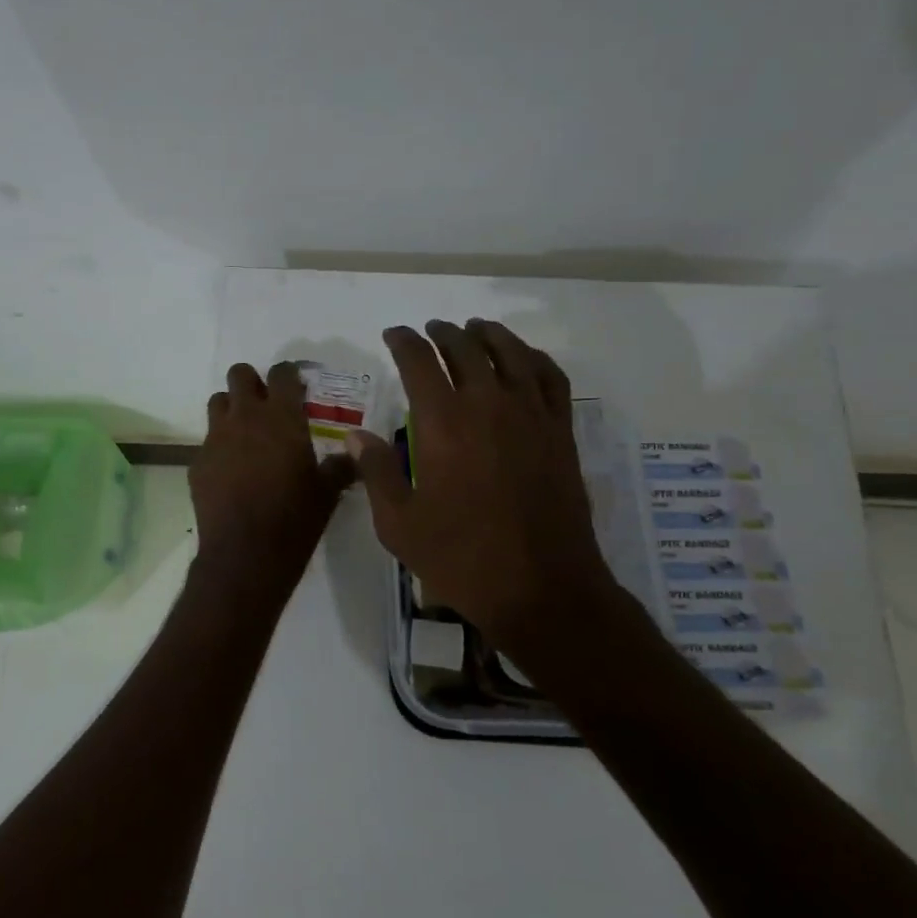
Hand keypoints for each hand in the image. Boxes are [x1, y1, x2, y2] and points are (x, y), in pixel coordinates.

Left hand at [192, 362, 357, 593]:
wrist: (245, 555)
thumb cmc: (294, 519)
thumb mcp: (327, 493)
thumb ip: (340, 466)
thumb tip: (354, 455)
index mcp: (282, 418)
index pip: (282, 373)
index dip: (288, 374)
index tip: (296, 386)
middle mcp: (245, 418)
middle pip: (239, 375)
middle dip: (252, 382)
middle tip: (267, 405)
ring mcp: (216, 438)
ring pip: (217, 402)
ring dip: (231, 409)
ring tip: (246, 434)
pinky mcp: (198, 462)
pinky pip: (207, 441)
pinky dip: (220, 447)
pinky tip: (232, 472)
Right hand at [350, 321, 622, 654]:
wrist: (541, 588)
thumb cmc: (461, 558)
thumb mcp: (398, 524)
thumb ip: (376, 472)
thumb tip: (356, 434)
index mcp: (442, 423)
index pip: (418, 361)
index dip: (402, 341)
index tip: (392, 335)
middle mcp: (487, 405)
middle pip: (464, 348)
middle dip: (442, 334)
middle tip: (429, 331)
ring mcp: (530, 415)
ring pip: (509, 353)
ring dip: (487, 335)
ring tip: (473, 329)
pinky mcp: (560, 431)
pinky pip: (550, 377)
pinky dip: (533, 357)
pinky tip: (523, 357)